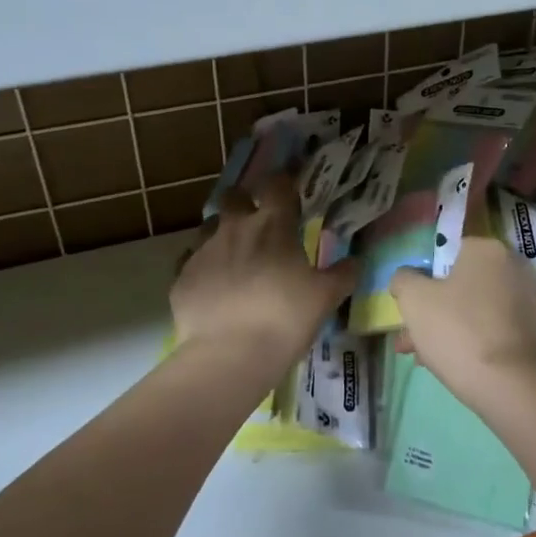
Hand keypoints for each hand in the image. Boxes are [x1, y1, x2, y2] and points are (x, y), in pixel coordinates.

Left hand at [171, 176, 356, 376]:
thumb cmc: (285, 317)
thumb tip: (353, 262)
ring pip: (209, 227)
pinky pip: (191, 262)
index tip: (289, 188)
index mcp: (272, 225)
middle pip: (233, 196)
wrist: (229, 355)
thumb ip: (342, 274)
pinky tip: (213, 287)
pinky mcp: (181, 278)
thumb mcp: (326, 297)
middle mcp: (234, 228)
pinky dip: (203, 268)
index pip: (276, 184)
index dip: (283, 181)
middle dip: (244, 201)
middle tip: (257, 220)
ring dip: (222, 234)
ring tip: (234, 256)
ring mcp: (203, 251)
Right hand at [390, 238, 535, 403]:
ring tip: (419, 357)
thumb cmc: (457, 330)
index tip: (408, 306)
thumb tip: (406, 278)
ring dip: (444, 327)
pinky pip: (489, 327)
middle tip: (408, 337)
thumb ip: (403, 280)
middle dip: (430, 310)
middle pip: (458, 283)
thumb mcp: (413, 299)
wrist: (509, 384)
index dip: (422, 279)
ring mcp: (524, 300)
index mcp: (487, 249)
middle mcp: (511, 267)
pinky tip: (444, 364)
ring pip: (471, 308)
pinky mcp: (530, 331)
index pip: (446, 253)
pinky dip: (468, 339)